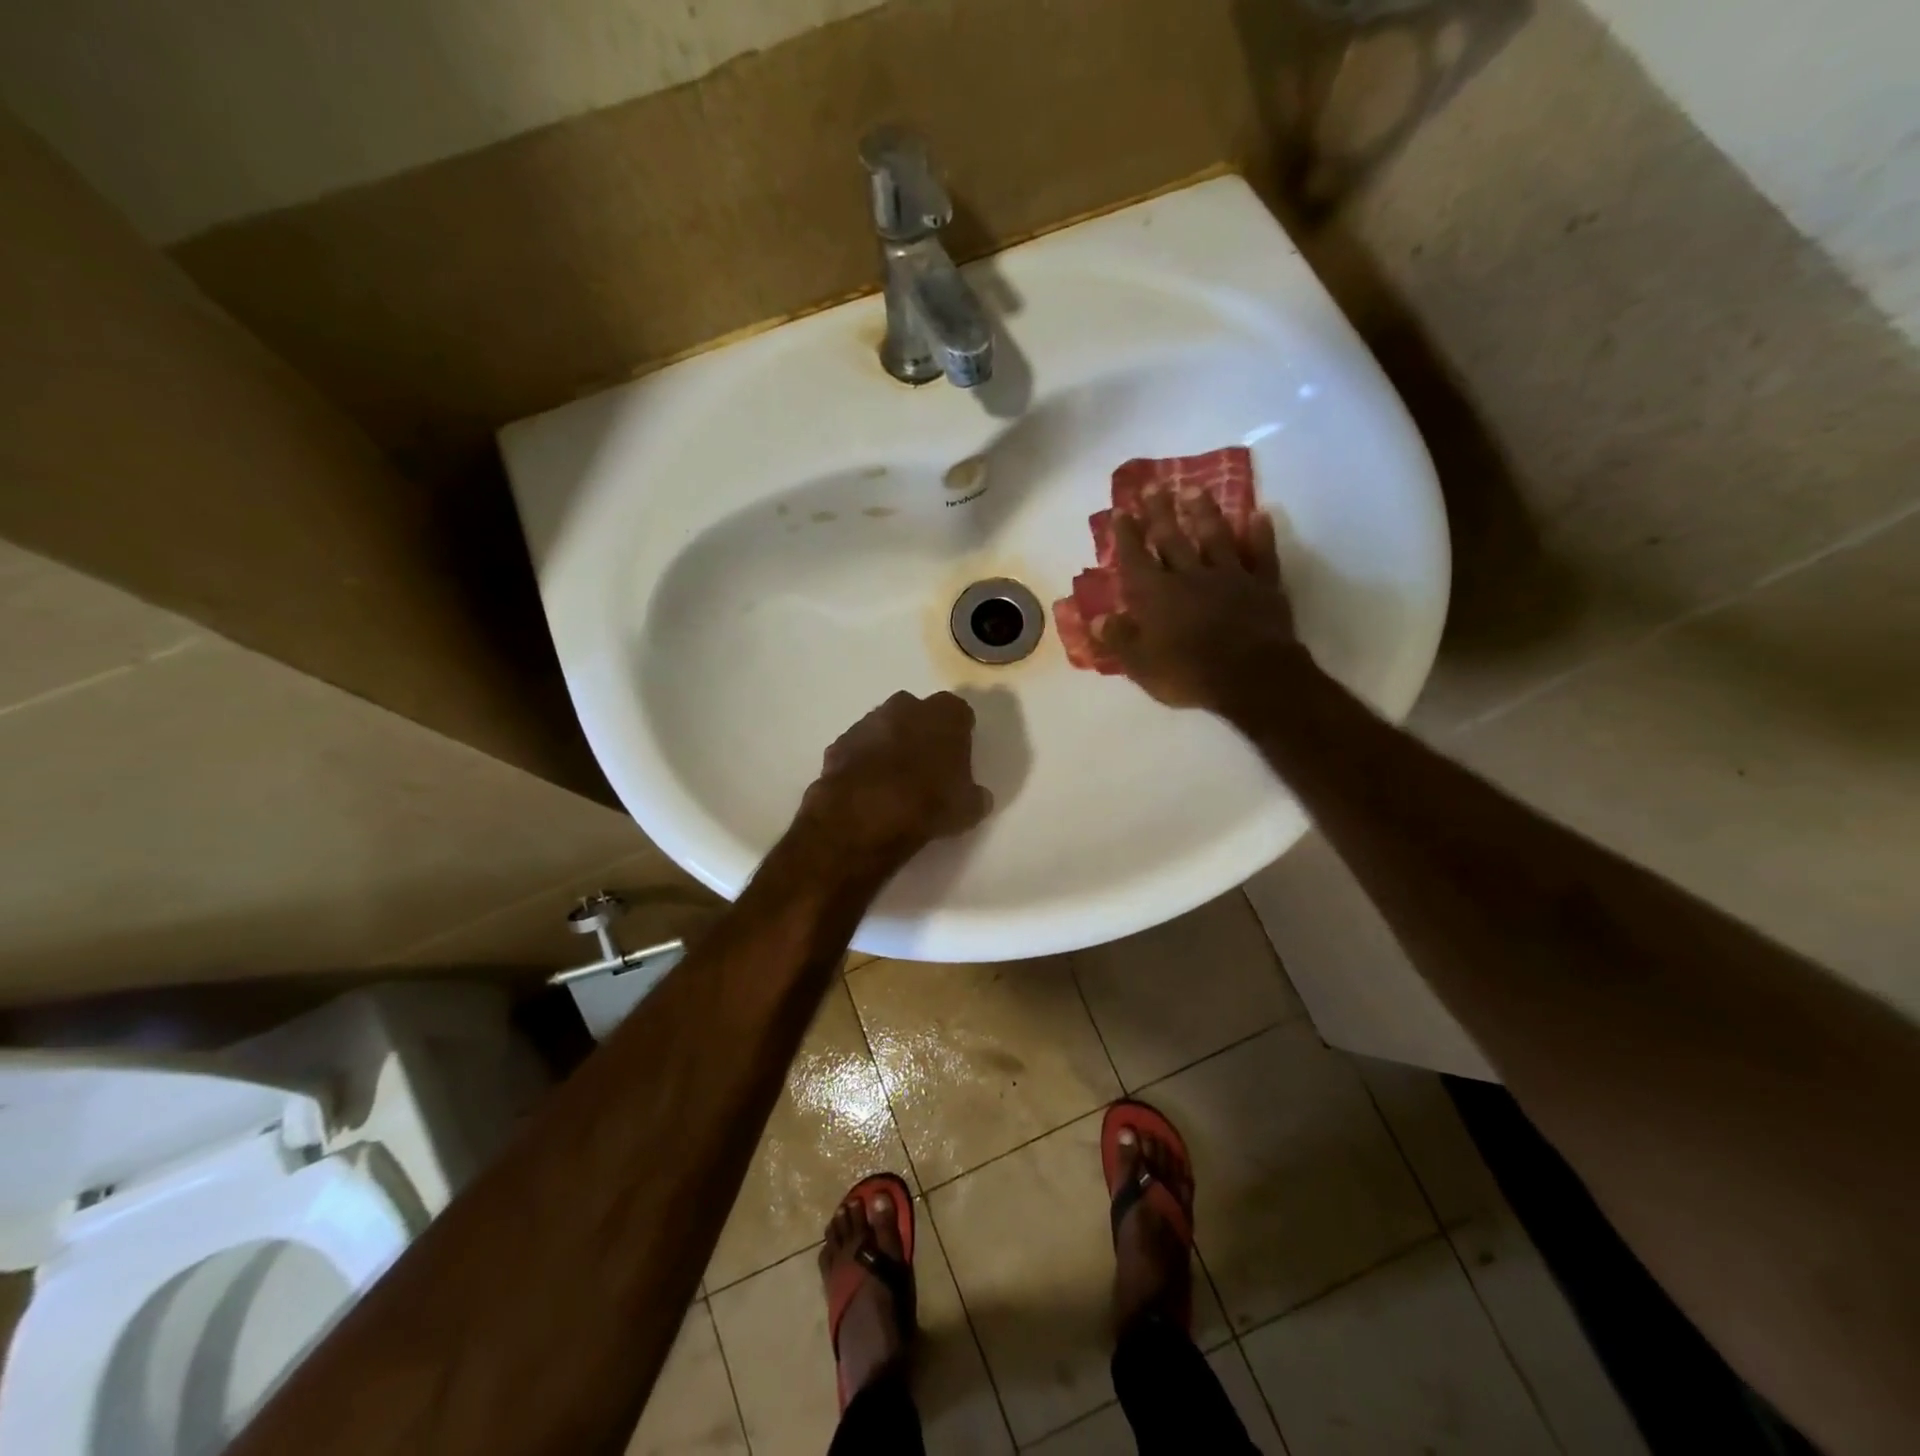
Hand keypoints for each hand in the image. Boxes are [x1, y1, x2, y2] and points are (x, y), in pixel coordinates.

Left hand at [799, 691, 992, 867]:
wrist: (865, 814)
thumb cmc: (929, 802)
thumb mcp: (969, 808)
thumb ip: (975, 795)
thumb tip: (977, 796)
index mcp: (946, 713)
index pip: (960, 714)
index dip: (960, 736)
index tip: (958, 759)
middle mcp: (907, 706)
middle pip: (919, 714)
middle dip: (921, 733)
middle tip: (926, 767)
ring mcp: (868, 720)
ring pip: (885, 728)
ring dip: (890, 746)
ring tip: (894, 782)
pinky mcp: (840, 742)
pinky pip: (858, 749)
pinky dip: (863, 763)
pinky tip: (867, 790)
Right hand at [1094, 490, 1302, 712]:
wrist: (1250, 677)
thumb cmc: (1187, 673)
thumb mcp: (1141, 665)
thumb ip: (1119, 639)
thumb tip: (1096, 620)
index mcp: (1155, 595)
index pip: (1135, 558)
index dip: (1126, 534)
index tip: (1121, 510)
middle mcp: (1189, 576)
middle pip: (1172, 538)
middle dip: (1160, 512)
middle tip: (1153, 485)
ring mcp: (1229, 577)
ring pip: (1215, 537)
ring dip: (1204, 513)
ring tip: (1195, 490)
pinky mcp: (1262, 586)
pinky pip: (1261, 554)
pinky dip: (1260, 534)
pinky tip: (1260, 515)